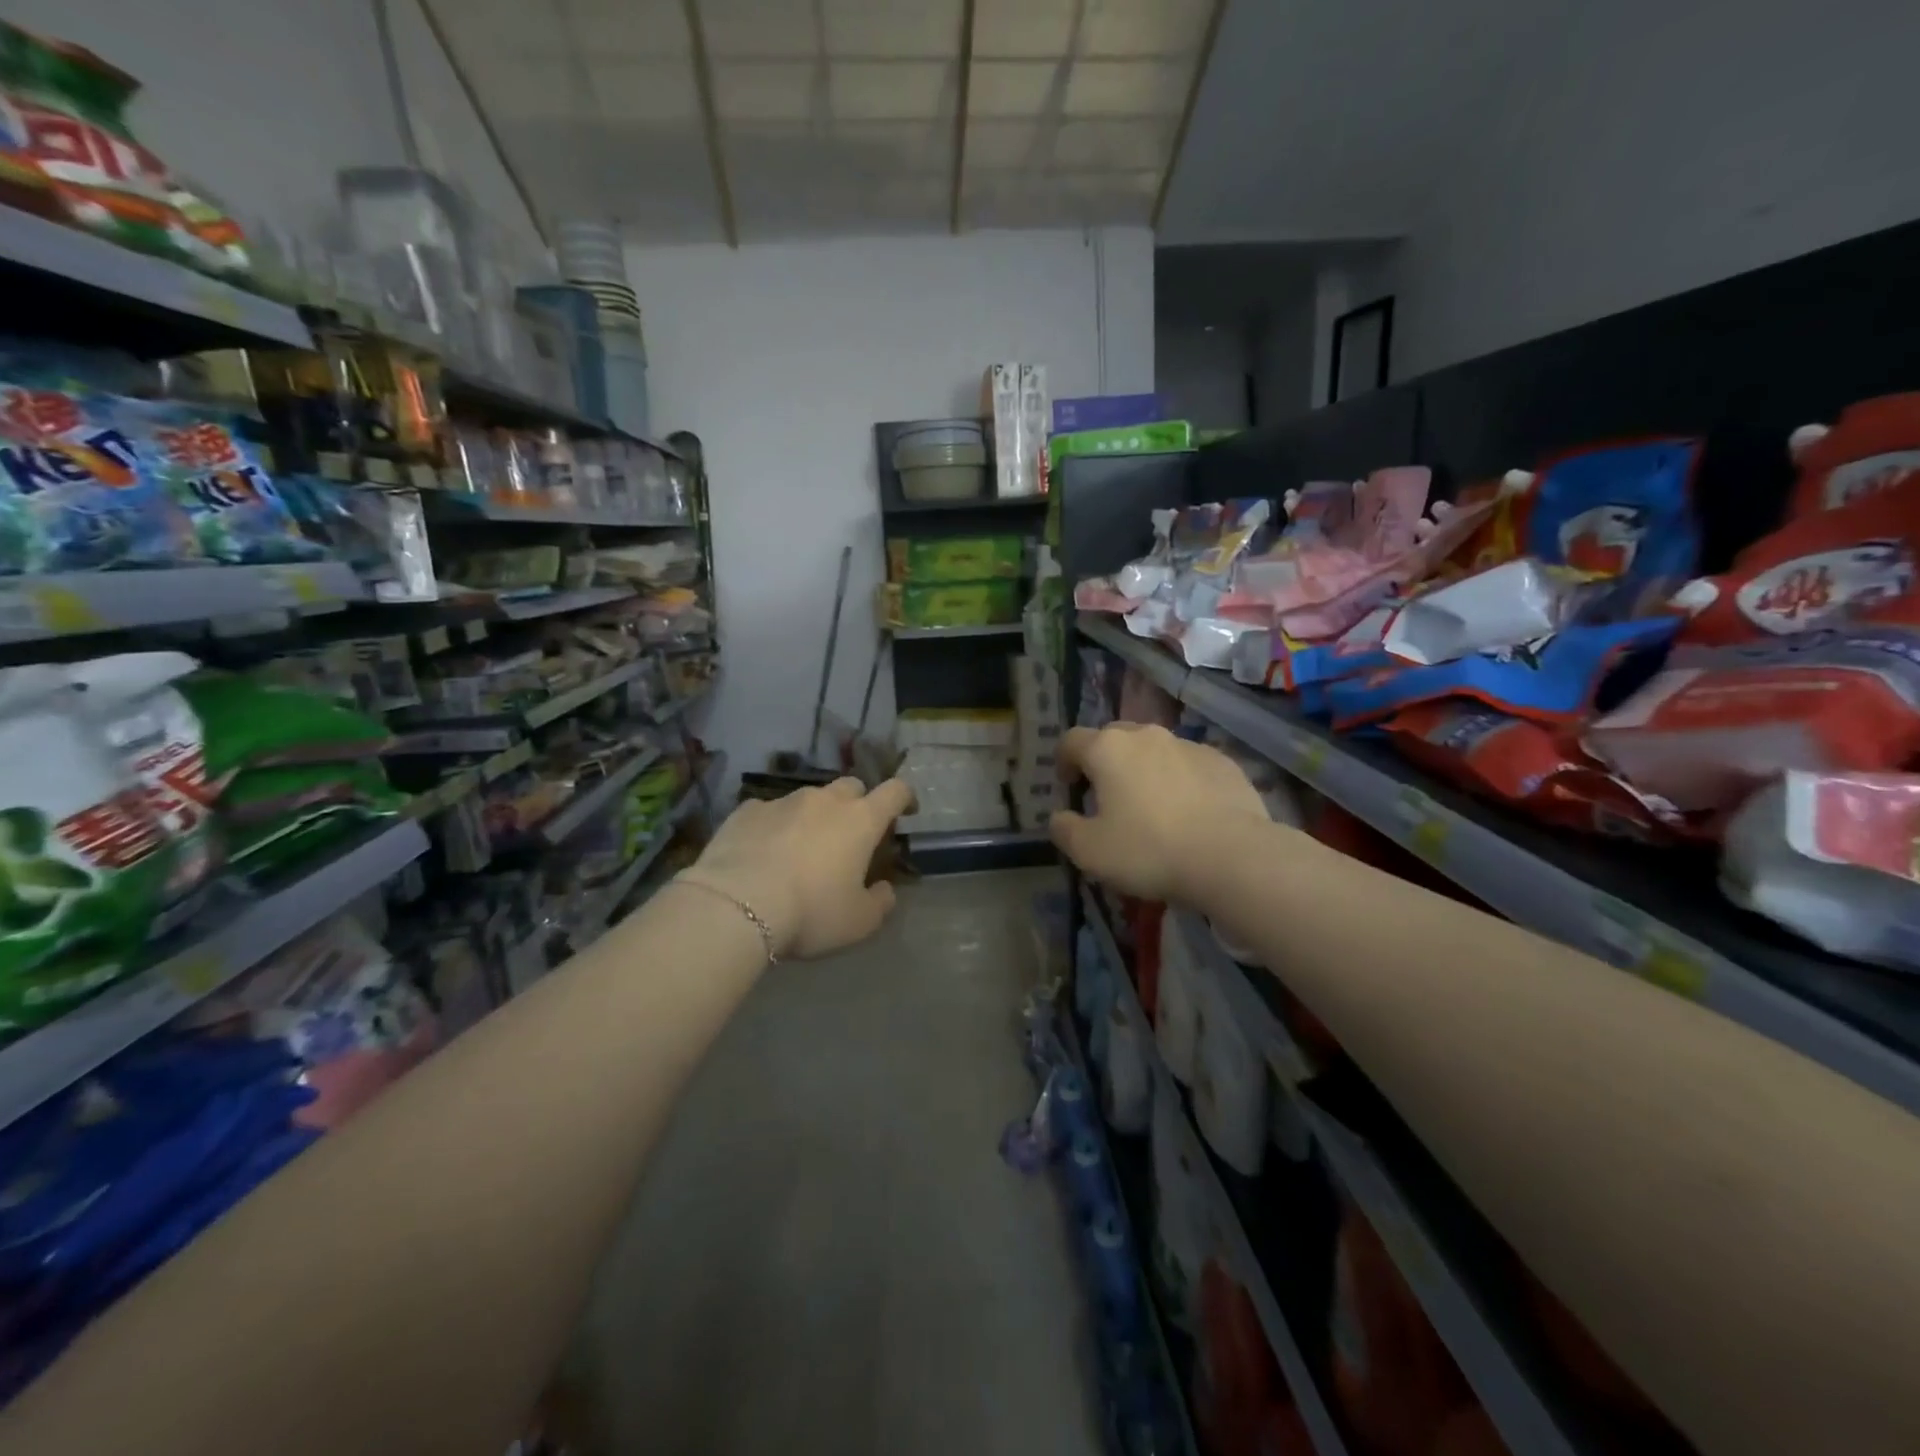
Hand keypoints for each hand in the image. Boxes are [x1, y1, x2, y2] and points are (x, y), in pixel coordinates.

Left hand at [681, 777, 913, 959]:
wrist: (736, 904)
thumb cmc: (811, 912)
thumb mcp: (859, 922)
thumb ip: (881, 902)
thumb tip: (884, 889)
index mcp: (861, 820)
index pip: (895, 791)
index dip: (904, 798)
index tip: (905, 811)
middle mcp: (825, 800)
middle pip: (851, 786)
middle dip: (856, 804)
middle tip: (850, 835)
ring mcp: (783, 801)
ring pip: (808, 799)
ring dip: (813, 817)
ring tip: (801, 849)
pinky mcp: (746, 811)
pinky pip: (769, 812)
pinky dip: (774, 826)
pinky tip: (762, 853)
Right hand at [1050, 723, 1269, 901]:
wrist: (1231, 856)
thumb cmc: (1149, 850)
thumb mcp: (1090, 851)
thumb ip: (1065, 830)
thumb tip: (1060, 817)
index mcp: (1108, 749)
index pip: (1071, 740)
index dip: (1063, 761)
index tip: (1069, 786)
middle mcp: (1146, 736)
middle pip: (1114, 738)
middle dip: (1105, 761)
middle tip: (1106, 796)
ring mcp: (1188, 745)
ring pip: (1154, 749)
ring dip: (1144, 769)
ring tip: (1151, 806)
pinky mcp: (1222, 762)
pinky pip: (1189, 764)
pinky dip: (1180, 780)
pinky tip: (1188, 812)